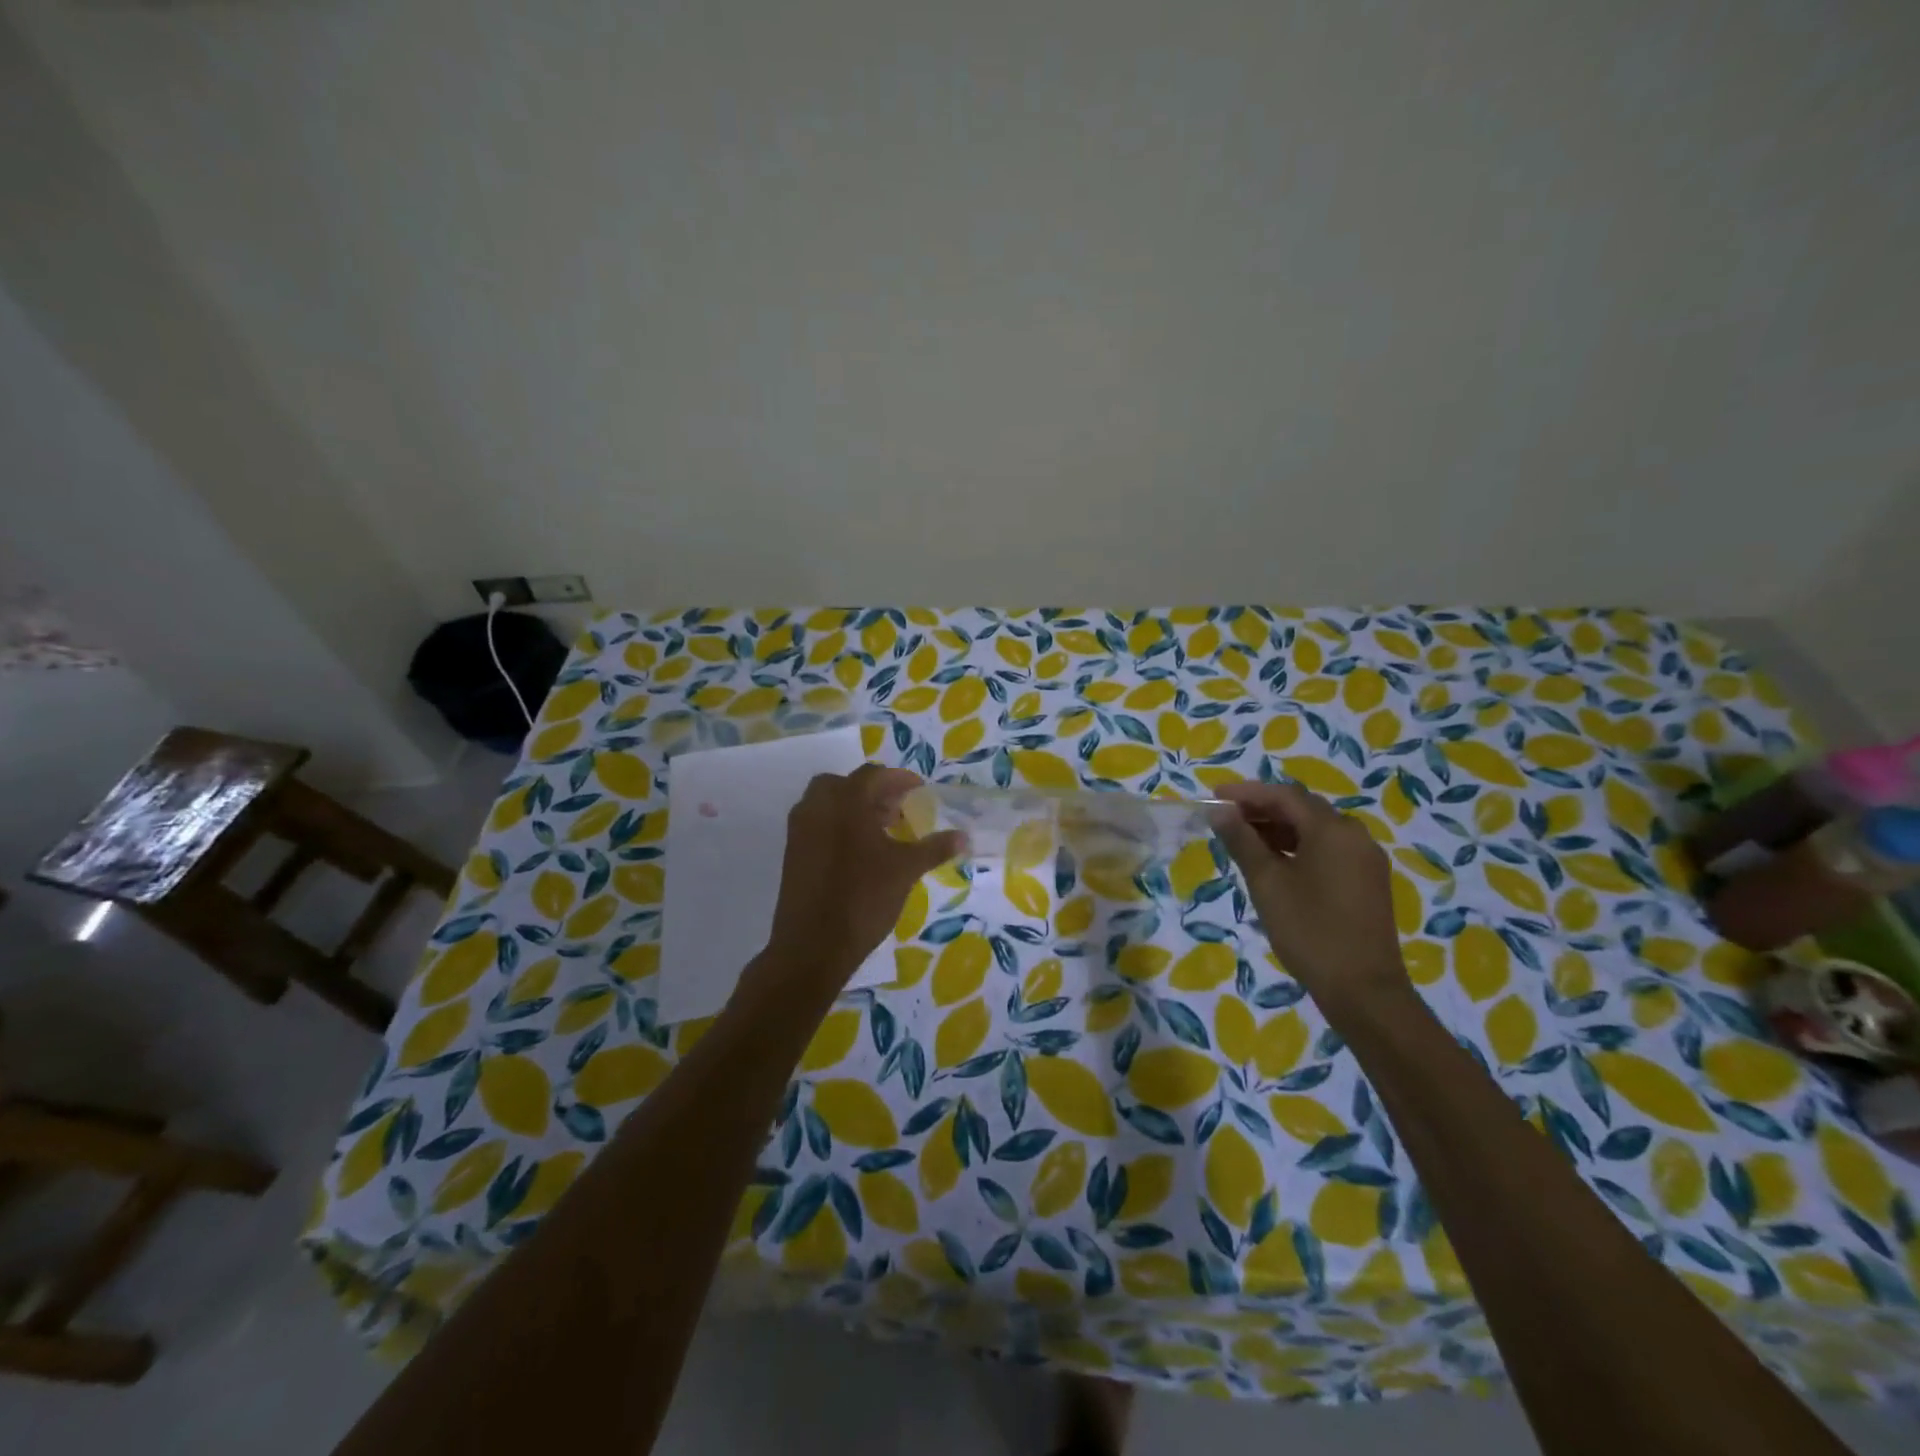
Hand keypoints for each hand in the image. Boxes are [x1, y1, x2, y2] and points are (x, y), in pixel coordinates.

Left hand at [756, 765, 965, 997]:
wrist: (813, 945)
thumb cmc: (863, 898)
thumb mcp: (906, 870)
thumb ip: (934, 848)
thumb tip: (964, 836)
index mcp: (846, 801)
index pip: (874, 775)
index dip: (899, 780)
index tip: (919, 792)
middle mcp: (817, 806)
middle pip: (845, 784)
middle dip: (873, 792)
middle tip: (897, 811)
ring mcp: (800, 829)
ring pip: (828, 803)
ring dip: (854, 808)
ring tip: (882, 832)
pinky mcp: (793, 852)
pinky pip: (817, 824)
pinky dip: (838, 826)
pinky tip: (860, 853)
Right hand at [1208, 780, 1407, 1007]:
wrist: (1363, 989)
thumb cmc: (1309, 930)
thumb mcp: (1266, 883)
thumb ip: (1242, 841)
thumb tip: (1220, 812)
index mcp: (1332, 830)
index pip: (1284, 796)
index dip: (1247, 793)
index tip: (1215, 797)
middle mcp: (1354, 835)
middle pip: (1303, 809)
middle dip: (1262, 809)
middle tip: (1226, 818)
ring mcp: (1365, 859)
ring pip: (1316, 830)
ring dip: (1279, 829)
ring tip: (1243, 840)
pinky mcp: (1367, 881)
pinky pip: (1328, 849)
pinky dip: (1298, 847)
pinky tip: (1274, 862)